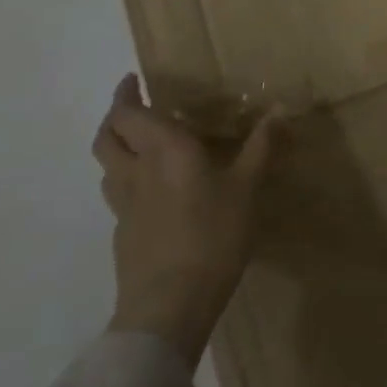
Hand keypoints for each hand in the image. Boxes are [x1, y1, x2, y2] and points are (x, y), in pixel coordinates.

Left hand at [92, 74, 278, 366]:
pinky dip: (127, 180)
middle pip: (107, 137)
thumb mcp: (248, 187)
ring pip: (107, 166)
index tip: (133, 79)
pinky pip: (118, 195)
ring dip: (117, 148)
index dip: (125, 94)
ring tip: (140, 145)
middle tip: (135, 107)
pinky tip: (152, 193)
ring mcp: (124, 206)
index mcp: (164, 149)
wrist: (169, 307)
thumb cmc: (212, 235)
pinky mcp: (123, 235)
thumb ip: (261, 146)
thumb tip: (280, 108)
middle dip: (115, 117)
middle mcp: (136, 171)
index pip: (128, 113)